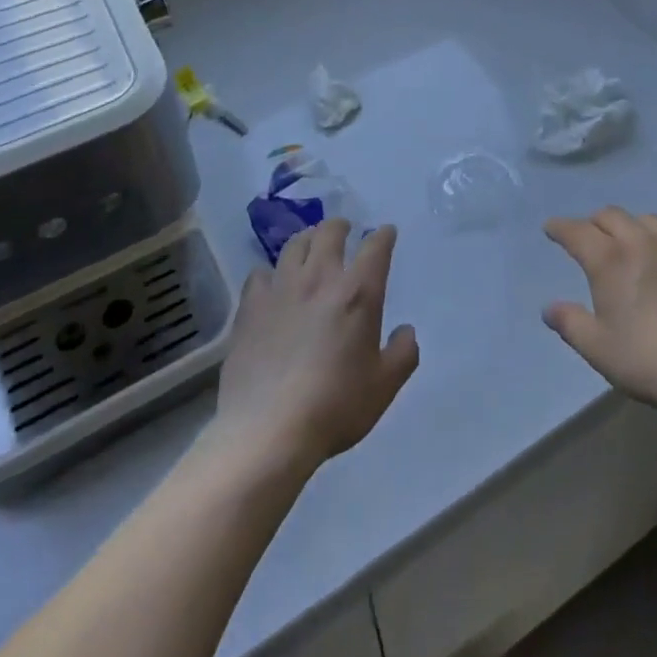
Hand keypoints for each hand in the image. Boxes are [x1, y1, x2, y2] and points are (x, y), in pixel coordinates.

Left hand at [210, 220, 418, 475]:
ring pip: (294, 245)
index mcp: (358, 292)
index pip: (375, 246)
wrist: (268, 430)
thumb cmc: (335, 406)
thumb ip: (403, 353)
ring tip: (310, 246)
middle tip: (344, 230)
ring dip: (307, 240)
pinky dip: (270, 273)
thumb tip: (406, 331)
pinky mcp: (250, 307)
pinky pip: (260, 274)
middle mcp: (320, 279)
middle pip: (329, 232)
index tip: (386, 233)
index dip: (383, 235)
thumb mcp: (384, 386)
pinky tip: (272, 284)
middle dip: (340, 226)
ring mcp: (281, 289)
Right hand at [543, 206, 656, 411]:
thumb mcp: (598, 349)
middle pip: (611, 216)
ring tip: (626, 244)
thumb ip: (570, 323)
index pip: (577, 231)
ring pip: (646, 220)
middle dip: (593, 222)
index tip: (550, 228)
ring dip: (628, 226)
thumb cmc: (648, 360)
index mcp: (610, 260)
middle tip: (586, 237)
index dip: (560, 227)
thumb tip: (549, 308)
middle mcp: (641, 243)